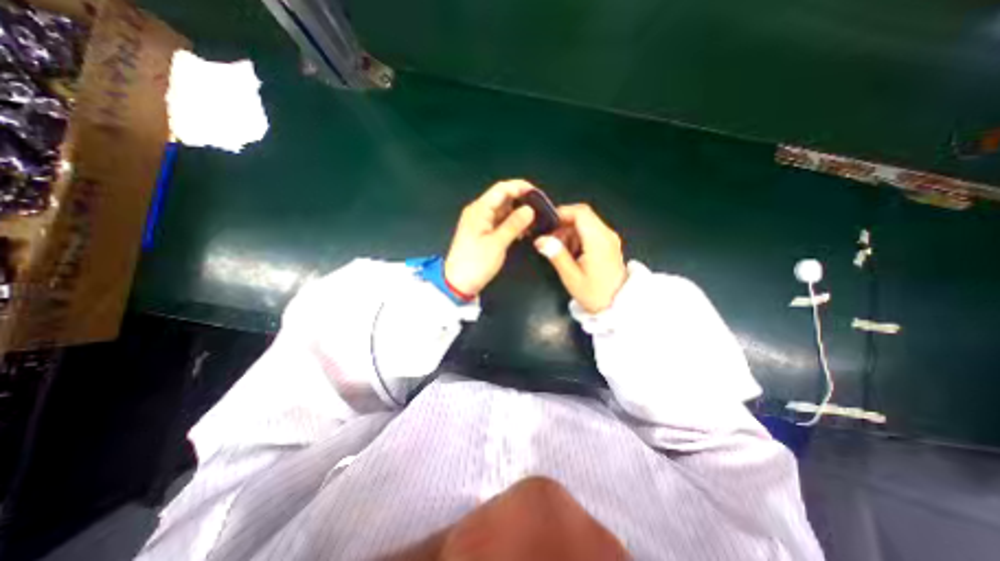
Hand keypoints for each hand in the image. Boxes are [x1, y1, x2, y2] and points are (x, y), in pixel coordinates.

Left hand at [444, 180, 538, 295]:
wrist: (458, 283)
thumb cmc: (475, 263)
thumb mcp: (497, 244)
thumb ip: (513, 224)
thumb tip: (530, 209)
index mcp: (479, 210)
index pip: (501, 189)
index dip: (520, 187)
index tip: (539, 195)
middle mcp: (479, 211)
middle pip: (503, 198)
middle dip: (522, 201)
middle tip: (541, 209)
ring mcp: (481, 222)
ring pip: (503, 210)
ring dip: (518, 214)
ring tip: (536, 221)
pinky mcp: (483, 232)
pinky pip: (500, 222)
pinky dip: (512, 224)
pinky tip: (524, 232)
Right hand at [530, 202, 621, 314]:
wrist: (617, 305)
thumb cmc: (594, 294)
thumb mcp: (571, 277)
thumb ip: (557, 255)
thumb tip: (541, 240)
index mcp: (598, 241)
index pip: (581, 212)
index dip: (562, 213)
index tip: (547, 225)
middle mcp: (606, 235)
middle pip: (583, 216)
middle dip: (563, 225)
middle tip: (550, 241)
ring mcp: (609, 238)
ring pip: (585, 223)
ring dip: (569, 232)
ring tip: (560, 250)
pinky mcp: (608, 243)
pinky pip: (590, 231)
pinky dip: (577, 237)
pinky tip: (571, 253)